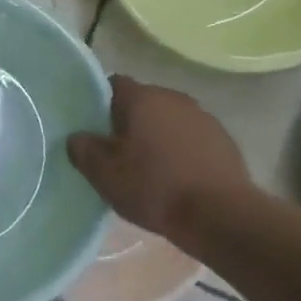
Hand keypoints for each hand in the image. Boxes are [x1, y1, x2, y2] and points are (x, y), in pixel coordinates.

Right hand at [68, 75, 249, 244]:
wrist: (220, 215)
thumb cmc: (155, 188)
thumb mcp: (105, 175)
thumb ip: (84, 150)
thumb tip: (77, 137)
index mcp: (143, 98)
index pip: (114, 84)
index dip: (101, 103)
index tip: (95, 128)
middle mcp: (174, 98)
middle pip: (143, 102)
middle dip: (130, 122)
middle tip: (118, 153)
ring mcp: (203, 117)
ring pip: (169, 119)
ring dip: (158, 136)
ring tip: (150, 168)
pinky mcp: (223, 140)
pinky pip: (192, 137)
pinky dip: (182, 150)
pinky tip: (179, 177)